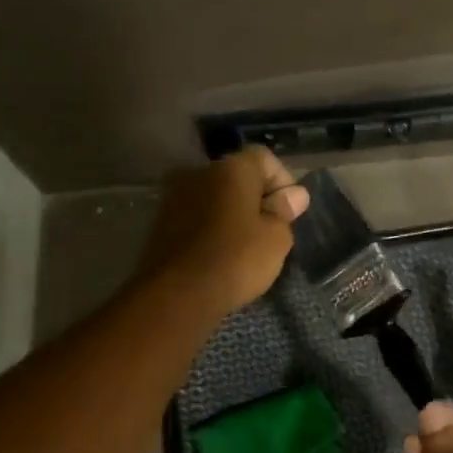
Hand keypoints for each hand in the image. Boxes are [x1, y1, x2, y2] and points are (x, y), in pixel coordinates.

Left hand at [138, 146, 309, 318]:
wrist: (176, 294)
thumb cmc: (235, 259)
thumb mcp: (276, 238)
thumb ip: (285, 211)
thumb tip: (293, 195)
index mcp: (231, 168)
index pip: (264, 158)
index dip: (282, 181)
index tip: (289, 212)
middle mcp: (199, 172)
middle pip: (237, 176)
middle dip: (256, 197)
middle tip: (270, 229)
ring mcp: (175, 196)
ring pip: (214, 196)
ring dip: (231, 212)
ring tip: (244, 245)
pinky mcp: (160, 222)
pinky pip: (195, 215)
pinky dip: (210, 227)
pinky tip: (219, 253)